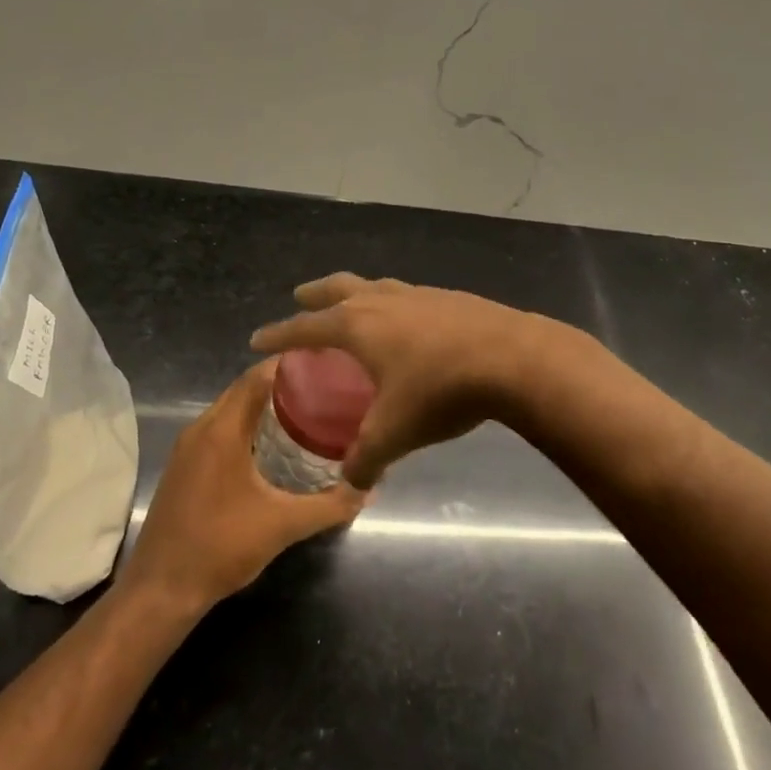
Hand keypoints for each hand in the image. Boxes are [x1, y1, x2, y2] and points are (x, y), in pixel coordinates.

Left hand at [119, 359, 364, 612]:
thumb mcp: (282, 526)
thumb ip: (329, 505)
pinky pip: (220, 429)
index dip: (290, 364)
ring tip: (306, 411)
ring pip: (230, 409)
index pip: (256, 377)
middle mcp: (201, 428)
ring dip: (263, 405)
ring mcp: (188, 447)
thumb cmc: (221, 547)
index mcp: (222, 430)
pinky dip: (246, 425)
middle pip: (243, 389)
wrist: (161, 589)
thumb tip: (368, 487)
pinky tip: (272, 444)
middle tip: (323, 387)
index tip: (325, 363)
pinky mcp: (184, 466)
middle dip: (281, 383)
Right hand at [249, 273, 548, 488]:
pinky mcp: (449, 298)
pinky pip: (407, 296)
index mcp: (357, 325)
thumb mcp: (395, 432)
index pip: (305, 327)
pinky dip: (393, 304)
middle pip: (337, 287)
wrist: (513, 358)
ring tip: (353, 306)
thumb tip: (350, 483)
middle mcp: (382, 301)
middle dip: (314, 293)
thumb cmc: (441, 390)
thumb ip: (366, 459)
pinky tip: (408, 323)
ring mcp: (418, 294)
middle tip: (300, 297)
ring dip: (356, 293)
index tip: (257, 339)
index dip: (278, 335)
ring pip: (375, 286)